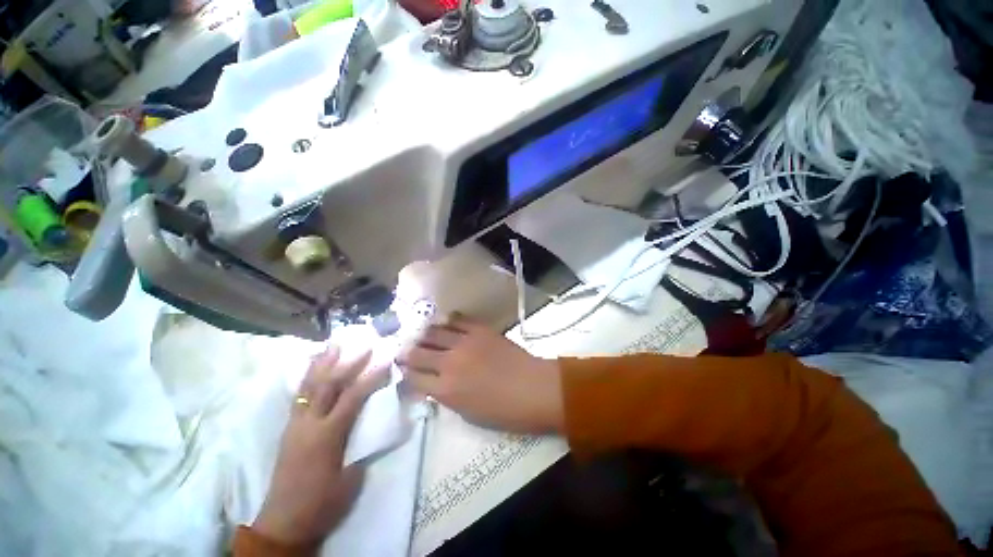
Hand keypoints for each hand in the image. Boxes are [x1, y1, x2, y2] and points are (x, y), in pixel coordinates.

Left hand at [253, 345, 389, 546]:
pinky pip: (298, 397)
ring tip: (332, 345)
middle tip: (364, 346)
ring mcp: (295, 425)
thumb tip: (371, 423)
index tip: (386, 361)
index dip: (371, 377)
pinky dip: (307, 379)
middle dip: (348, 363)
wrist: (283, 524)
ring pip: (308, 387)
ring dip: (323, 364)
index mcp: (327, 436)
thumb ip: (360, 444)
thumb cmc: (322, 503)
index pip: (353, 397)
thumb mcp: (351, 477)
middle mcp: (308, 424)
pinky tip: (312, 369)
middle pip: (328, 385)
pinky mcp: (288, 430)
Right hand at [397, 315, 564, 433]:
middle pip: (418, 353)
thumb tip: (434, 384)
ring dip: (424, 334)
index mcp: (446, 390)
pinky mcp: (480, 330)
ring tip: (421, 334)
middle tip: (404, 350)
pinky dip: (448, 321)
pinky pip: (458, 320)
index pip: (414, 378)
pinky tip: (444, 322)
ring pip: (434, 332)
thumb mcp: (468, 413)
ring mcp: (465, 342)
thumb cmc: (504, 411)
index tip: (403, 369)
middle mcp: (450, 363)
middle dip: (407, 352)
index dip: (405, 374)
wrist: (534, 388)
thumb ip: (447, 396)